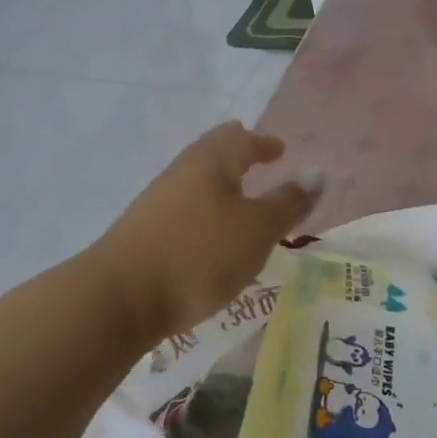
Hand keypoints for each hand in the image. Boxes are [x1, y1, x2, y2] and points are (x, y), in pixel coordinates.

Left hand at [93, 123, 321, 340]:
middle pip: (213, 153)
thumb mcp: (257, 230)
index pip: (241, 139)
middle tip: (259, 161)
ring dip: (221, 185)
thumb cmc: (199, 254)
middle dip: (238, 155)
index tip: (279, 150)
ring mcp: (158, 202)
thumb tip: (317, 172)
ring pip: (197, 181)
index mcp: (211, 161)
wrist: (119, 298)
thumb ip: (289, 202)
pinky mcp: (144, 233)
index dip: (264, 143)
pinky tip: (211, 235)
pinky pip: (185, 208)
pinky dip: (206, 210)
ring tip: (242, 202)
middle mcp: (182, 172)